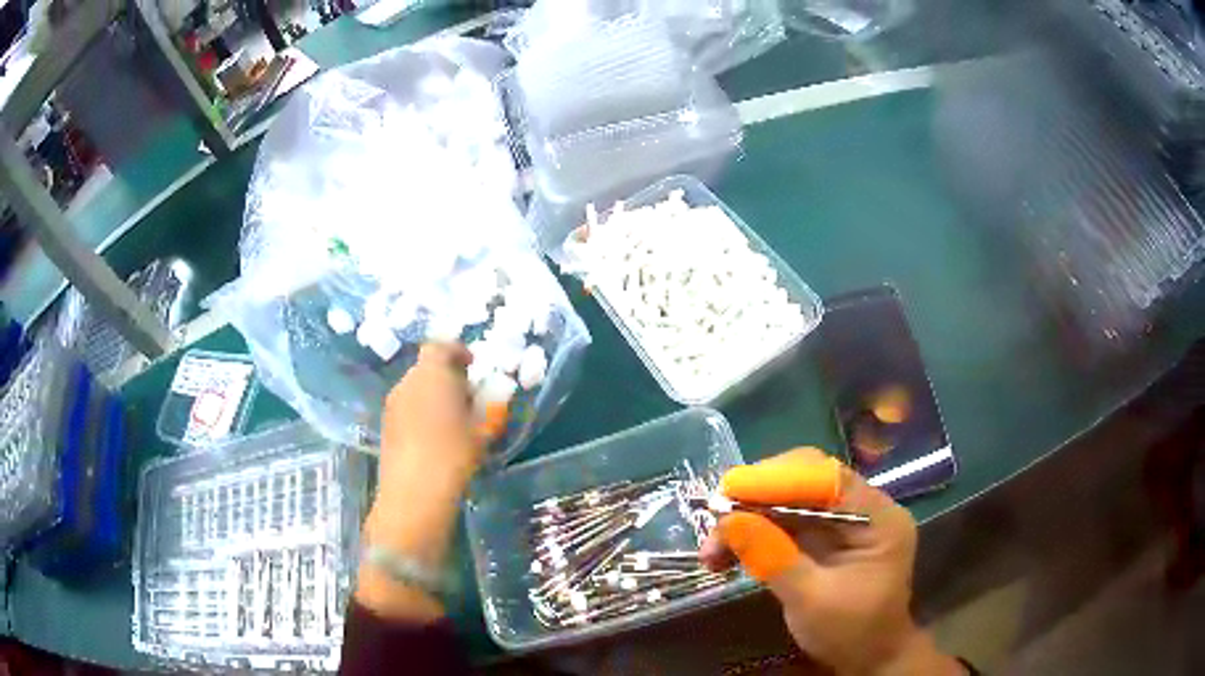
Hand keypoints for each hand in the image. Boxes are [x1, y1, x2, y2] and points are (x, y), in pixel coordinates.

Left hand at [378, 342, 482, 499]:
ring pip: (415, 389)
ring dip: (433, 395)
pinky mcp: (385, 426)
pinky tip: (434, 437)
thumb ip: (490, 407)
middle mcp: (407, 382)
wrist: (414, 493)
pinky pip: (407, 408)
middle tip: (467, 396)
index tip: (472, 366)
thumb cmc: (454, 455)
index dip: (457, 351)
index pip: (440, 347)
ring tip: (452, 419)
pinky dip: (421, 412)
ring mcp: (392, 404)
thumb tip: (493, 396)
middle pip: (426, 367)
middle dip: (447, 376)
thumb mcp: (483, 430)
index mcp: (432, 374)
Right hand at [700, 448, 962, 675]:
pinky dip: (754, 534)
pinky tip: (726, 553)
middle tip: (715, 521)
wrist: (867, 659)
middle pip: (806, 482)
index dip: (777, 479)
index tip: (730, 493)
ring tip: (711, 550)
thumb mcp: (812, 600)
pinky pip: (785, 523)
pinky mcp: (824, 538)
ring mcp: (842, 523)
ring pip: (789, 502)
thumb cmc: (851, 632)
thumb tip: (728, 521)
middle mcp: (863, 509)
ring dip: (748, 519)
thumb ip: (773, 558)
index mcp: (878, 517)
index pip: (828, 478)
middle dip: (757, 498)